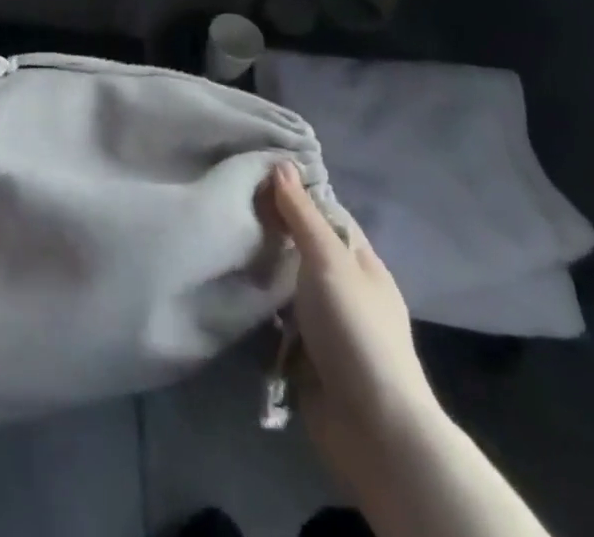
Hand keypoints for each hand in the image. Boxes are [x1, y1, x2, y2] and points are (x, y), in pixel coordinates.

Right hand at [261, 163, 440, 492]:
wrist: (372, 429)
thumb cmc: (355, 330)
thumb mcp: (329, 261)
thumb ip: (303, 215)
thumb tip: (282, 164)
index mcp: (362, 263)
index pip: (327, 214)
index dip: (296, 194)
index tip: (255, 174)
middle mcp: (345, 289)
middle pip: (304, 248)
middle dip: (273, 231)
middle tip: (229, 205)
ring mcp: (326, 325)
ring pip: (287, 285)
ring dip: (262, 270)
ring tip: (221, 241)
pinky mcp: (306, 356)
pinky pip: (277, 321)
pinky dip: (258, 308)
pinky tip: (229, 287)